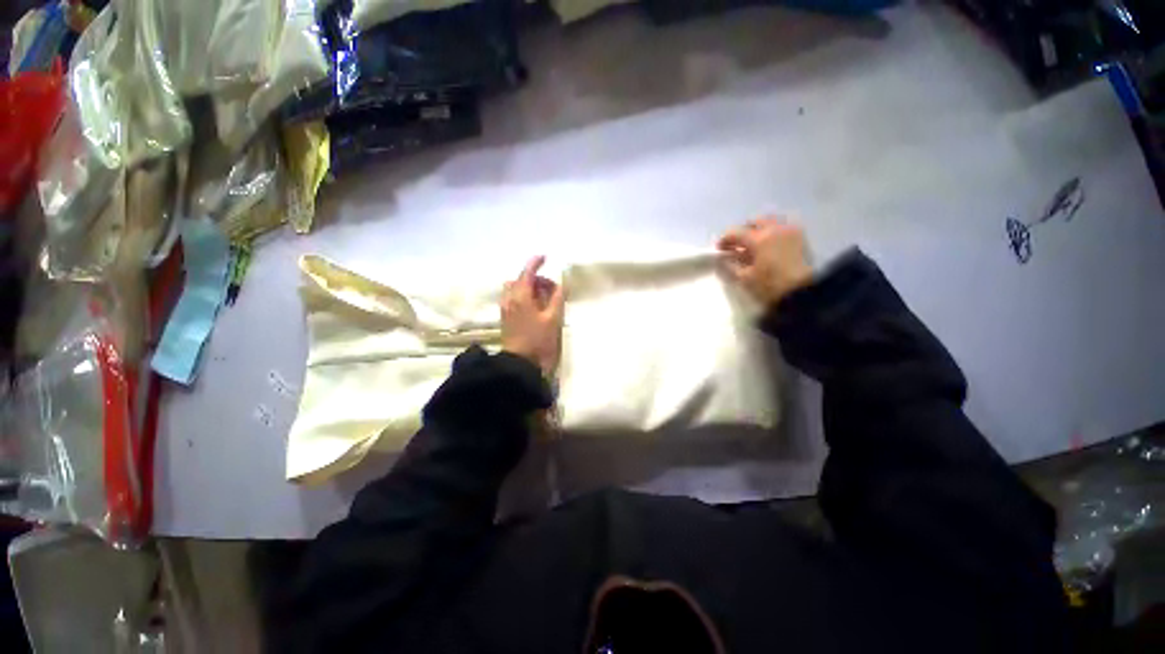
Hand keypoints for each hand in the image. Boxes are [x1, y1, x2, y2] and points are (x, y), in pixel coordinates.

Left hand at [501, 256, 564, 376]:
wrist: (519, 362)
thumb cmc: (538, 340)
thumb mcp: (553, 319)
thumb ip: (557, 299)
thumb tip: (561, 285)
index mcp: (521, 297)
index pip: (527, 273)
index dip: (535, 263)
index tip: (545, 257)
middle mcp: (510, 299)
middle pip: (521, 280)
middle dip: (535, 279)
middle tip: (551, 289)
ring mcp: (506, 308)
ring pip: (515, 289)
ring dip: (528, 288)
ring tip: (543, 299)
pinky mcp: (506, 317)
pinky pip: (513, 298)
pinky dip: (523, 296)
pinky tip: (535, 307)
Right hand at [717, 217, 812, 305]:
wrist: (801, 294)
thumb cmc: (769, 286)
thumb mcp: (744, 278)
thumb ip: (731, 265)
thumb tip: (725, 257)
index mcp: (759, 239)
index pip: (736, 233)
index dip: (725, 240)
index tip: (719, 249)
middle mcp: (775, 229)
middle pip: (754, 222)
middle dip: (743, 231)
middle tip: (736, 245)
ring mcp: (790, 231)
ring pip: (770, 221)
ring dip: (758, 230)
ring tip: (753, 244)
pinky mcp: (800, 238)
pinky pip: (782, 227)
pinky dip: (772, 232)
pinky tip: (768, 245)